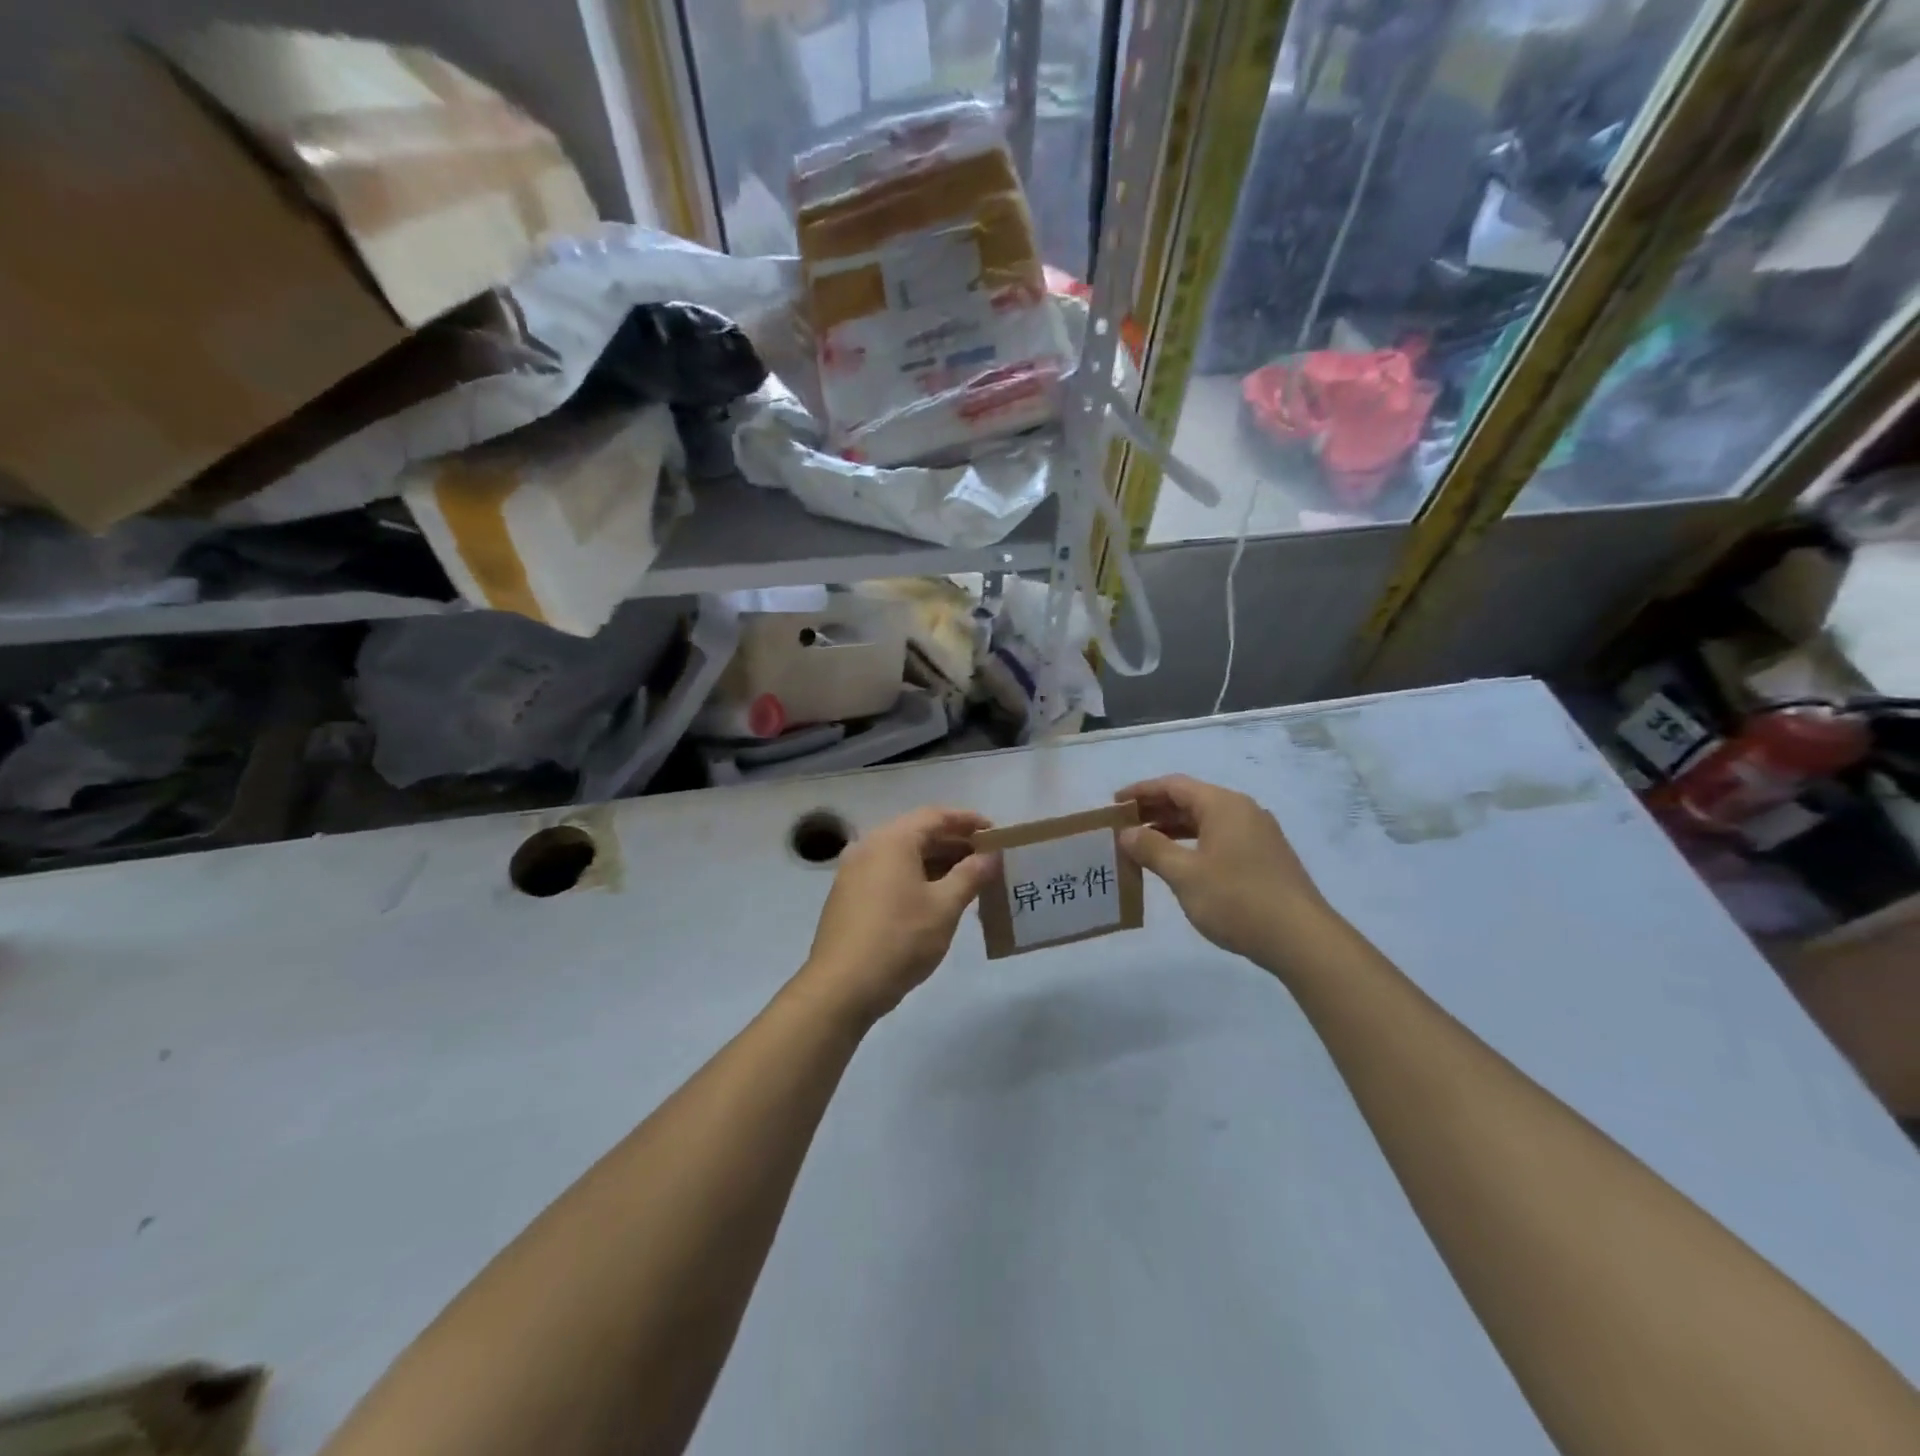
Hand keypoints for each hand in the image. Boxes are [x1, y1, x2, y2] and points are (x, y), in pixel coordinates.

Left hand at [798, 807, 999, 1025]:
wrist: (842, 987)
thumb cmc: (900, 939)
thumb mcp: (945, 907)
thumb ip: (971, 875)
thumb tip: (990, 855)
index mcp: (892, 840)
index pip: (936, 816)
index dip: (968, 821)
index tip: (995, 832)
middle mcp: (869, 846)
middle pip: (918, 833)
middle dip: (954, 843)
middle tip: (987, 858)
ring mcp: (854, 871)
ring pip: (903, 855)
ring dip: (936, 862)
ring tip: (969, 879)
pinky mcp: (848, 895)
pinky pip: (889, 873)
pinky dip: (915, 877)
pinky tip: (936, 898)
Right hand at [1116, 774, 1341, 969]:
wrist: (1301, 939)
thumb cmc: (1237, 899)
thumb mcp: (1184, 874)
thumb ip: (1152, 849)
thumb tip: (1127, 833)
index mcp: (1223, 805)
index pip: (1174, 785)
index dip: (1141, 791)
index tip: (1114, 804)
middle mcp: (1242, 811)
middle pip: (1191, 800)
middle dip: (1155, 810)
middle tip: (1123, 826)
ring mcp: (1258, 834)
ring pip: (1206, 821)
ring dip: (1173, 829)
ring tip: (1143, 845)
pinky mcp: (1265, 857)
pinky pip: (1220, 838)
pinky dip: (1193, 843)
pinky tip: (1179, 863)